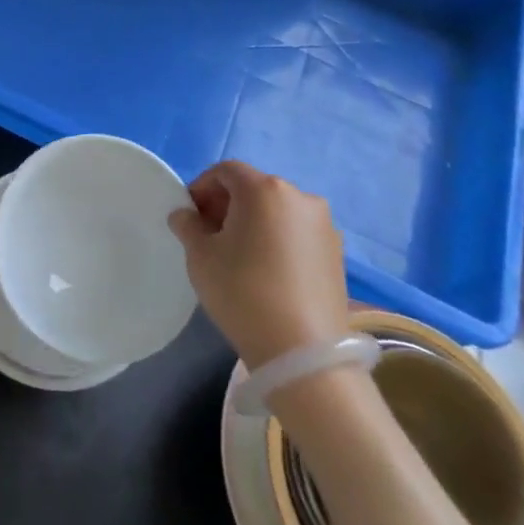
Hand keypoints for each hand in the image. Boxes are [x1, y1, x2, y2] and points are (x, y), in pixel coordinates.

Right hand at [170, 161, 347, 368]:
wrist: (303, 353)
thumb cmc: (242, 292)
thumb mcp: (200, 257)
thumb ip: (188, 226)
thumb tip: (185, 215)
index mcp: (264, 189)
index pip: (225, 171)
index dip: (202, 188)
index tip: (190, 217)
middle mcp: (300, 196)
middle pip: (254, 188)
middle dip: (227, 205)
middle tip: (210, 236)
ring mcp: (324, 225)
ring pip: (277, 211)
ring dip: (254, 222)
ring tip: (239, 256)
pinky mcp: (337, 253)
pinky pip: (297, 233)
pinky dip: (277, 240)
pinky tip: (267, 271)